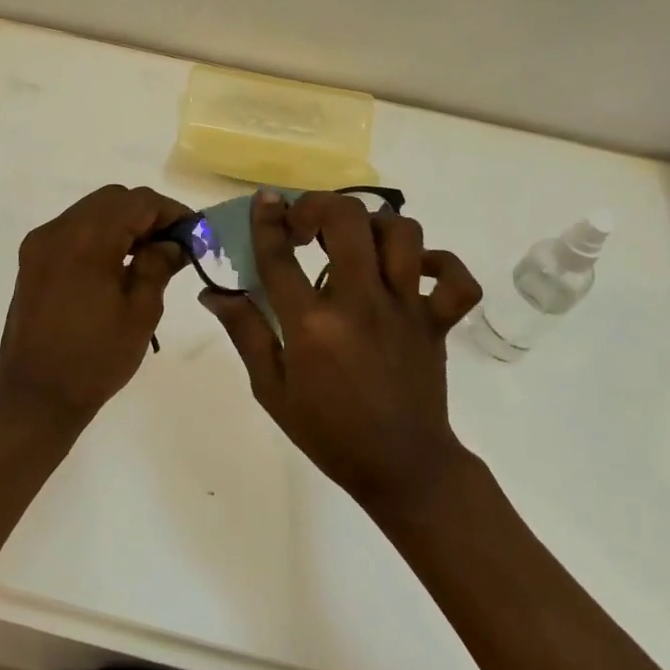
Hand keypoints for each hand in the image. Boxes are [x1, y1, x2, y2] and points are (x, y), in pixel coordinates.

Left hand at [0, 184, 190, 432]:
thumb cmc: (95, 359)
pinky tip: (117, 263)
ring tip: (148, 254)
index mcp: (86, 241)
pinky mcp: (32, 259)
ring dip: (122, 222)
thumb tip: (174, 242)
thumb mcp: (140, 312)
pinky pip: (73, 229)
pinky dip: (99, 234)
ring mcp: (40, 243)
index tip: (194, 233)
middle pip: (112, 199)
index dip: (170, 211)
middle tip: (173, 243)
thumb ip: (158, 265)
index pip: (137, 202)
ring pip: (91, 210)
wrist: (35, 397)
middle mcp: (58, 231)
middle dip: (147, 213)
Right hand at [201, 191, 483, 514]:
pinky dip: (440, 264)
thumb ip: (245, 332)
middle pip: (346, 220)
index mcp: (312, 324)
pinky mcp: (437, 321)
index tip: (265, 200)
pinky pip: (456, 279)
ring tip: (356, 243)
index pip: (281, 255)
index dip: (268, 220)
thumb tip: (214, 292)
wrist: (401, 469)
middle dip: (320, 206)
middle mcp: (360, 303)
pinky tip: (414, 269)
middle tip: (307, 225)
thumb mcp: (271, 388)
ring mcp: (405, 309)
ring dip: (374, 226)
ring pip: (402, 234)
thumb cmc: (328, 431)